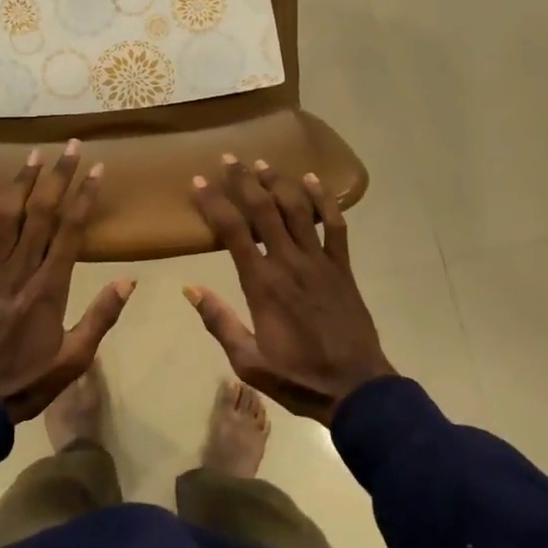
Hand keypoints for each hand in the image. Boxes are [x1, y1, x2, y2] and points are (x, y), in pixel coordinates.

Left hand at [0, 141, 134, 423]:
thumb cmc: (26, 382)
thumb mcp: (74, 360)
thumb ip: (100, 318)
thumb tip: (129, 280)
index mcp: (49, 288)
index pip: (71, 231)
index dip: (85, 196)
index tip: (97, 169)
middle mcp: (19, 270)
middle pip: (41, 213)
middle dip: (58, 176)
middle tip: (71, 146)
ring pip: (5, 217)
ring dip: (21, 182)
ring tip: (35, 154)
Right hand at [184, 157, 393, 423]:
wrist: (356, 390)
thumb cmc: (298, 377)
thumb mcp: (248, 361)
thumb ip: (220, 322)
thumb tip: (190, 289)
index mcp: (263, 284)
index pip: (233, 232)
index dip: (214, 203)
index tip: (199, 181)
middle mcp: (289, 262)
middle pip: (264, 210)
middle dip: (244, 180)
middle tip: (229, 158)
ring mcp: (320, 261)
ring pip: (298, 209)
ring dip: (279, 182)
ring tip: (262, 163)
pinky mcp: (342, 267)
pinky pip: (336, 225)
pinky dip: (325, 200)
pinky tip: (314, 180)